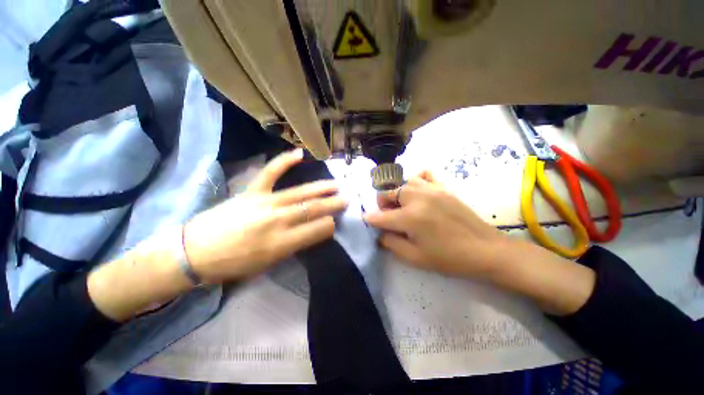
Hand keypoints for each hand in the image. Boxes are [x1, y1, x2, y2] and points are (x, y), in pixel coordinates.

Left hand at [184, 149, 347, 281]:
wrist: (194, 252)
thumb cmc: (234, 264)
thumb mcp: (269, 264)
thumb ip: (294, 246)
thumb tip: (313, 231)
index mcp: (282, 243)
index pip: (318, 229)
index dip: (330, 225)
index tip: (335, 222)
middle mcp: (278, 221)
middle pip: (313, 209)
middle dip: (333, 205)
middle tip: (346, 200)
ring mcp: (265, 203)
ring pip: (301, 193)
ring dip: (322, 188)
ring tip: (336, 185)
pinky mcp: (252, 192)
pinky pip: (271, 172)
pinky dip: (285, 161)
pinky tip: (300, 154)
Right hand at [365, 170, 514, 278]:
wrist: (486, 250)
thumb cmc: (449, 258)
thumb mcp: (415, 258)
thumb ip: (391, 243)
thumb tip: (380, 233)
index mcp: (410, 218)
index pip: (380, 216)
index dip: (370, 219)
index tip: (367, 221)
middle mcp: (418, 198)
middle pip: (388, 193)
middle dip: (382, 205)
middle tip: (389, 217)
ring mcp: (432, 190)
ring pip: (403, 182)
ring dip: (396, 193)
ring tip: (402, 205)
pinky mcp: (443, 188)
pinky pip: (424, 175)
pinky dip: (416, 180)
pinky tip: (418, 192)